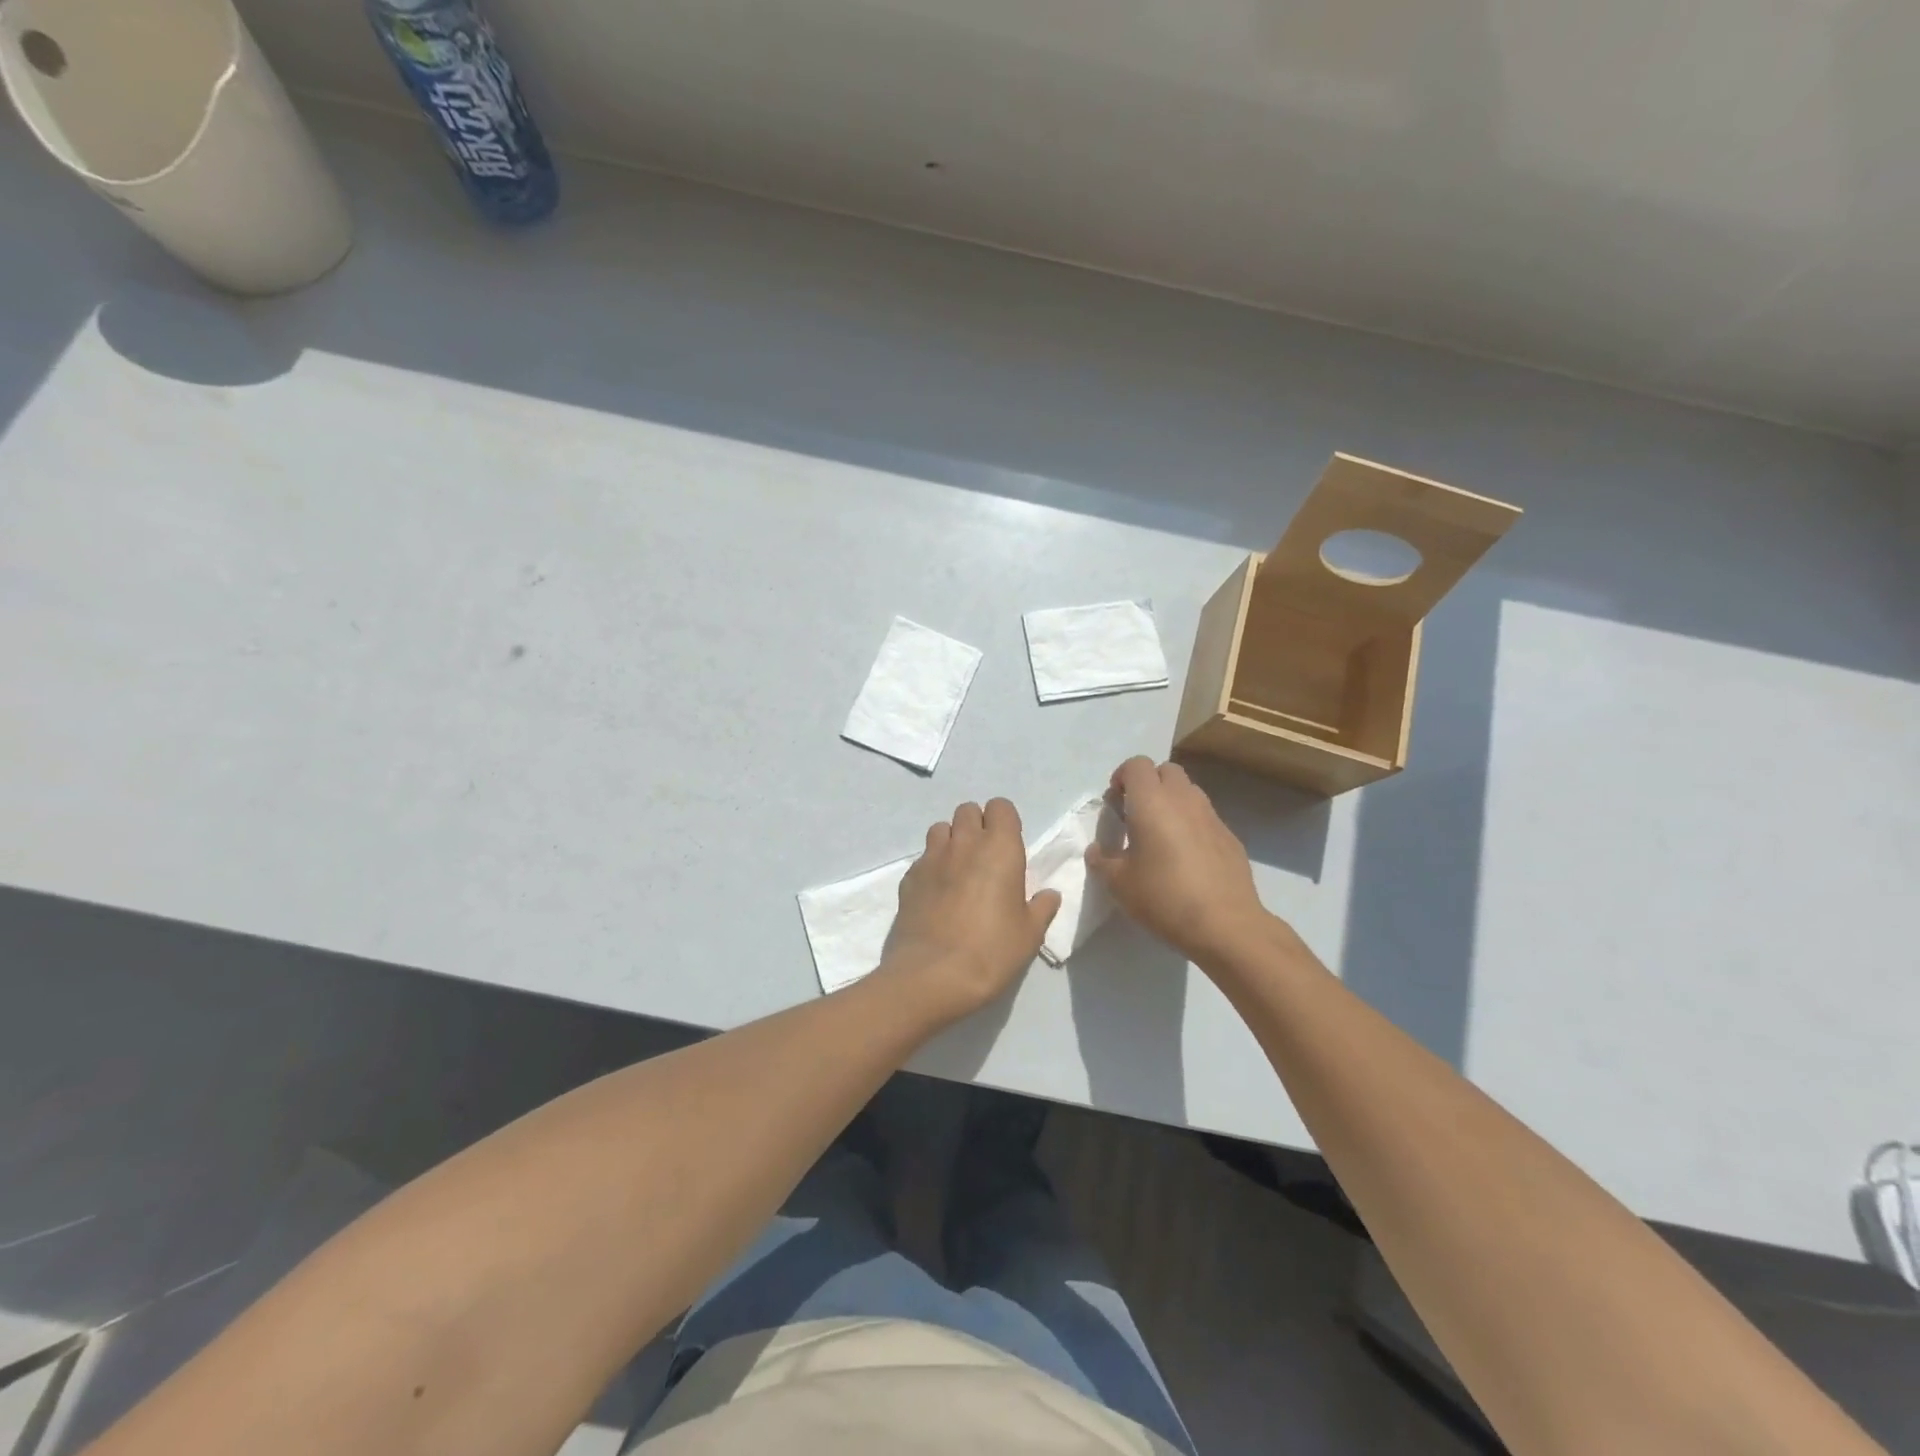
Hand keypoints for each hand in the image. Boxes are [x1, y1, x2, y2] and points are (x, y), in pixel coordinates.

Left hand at [876, 798, 1060, 1022]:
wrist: (932, 976)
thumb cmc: (991, 951)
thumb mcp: (1029, 935)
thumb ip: (1041, 908)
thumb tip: (1049, 895)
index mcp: (1000, 848)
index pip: (1001, 807)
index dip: (1005, 822)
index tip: (1009, 847)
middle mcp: (964, 843)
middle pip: (968, 810)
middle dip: (977, 825)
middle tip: (985, 858)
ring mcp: (931, 858)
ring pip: (940, 828)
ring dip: (951, 840)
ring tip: (958, 870)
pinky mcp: (908, 878)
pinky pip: (922, 858)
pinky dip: (931, 866)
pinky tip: (936, 893)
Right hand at [1085, 757, 1274, 964]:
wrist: (1225, 924)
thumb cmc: (1164, 897)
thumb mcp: (1118, 883)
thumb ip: (1102, 860)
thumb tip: (1097, 850)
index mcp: (1152, 802)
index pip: (1137, 765)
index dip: (1122, 777)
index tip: (1115, 802)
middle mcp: (1184, 799)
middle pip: (1166, 771)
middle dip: (1149, 784)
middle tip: (1137, 815)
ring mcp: (1211, 816)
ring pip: (1189, 792)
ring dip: (1172, 802)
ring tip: (1162, 836)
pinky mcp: (1230, 837)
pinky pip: (1205, 818)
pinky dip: (1192, 825)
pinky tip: (1188, 858)